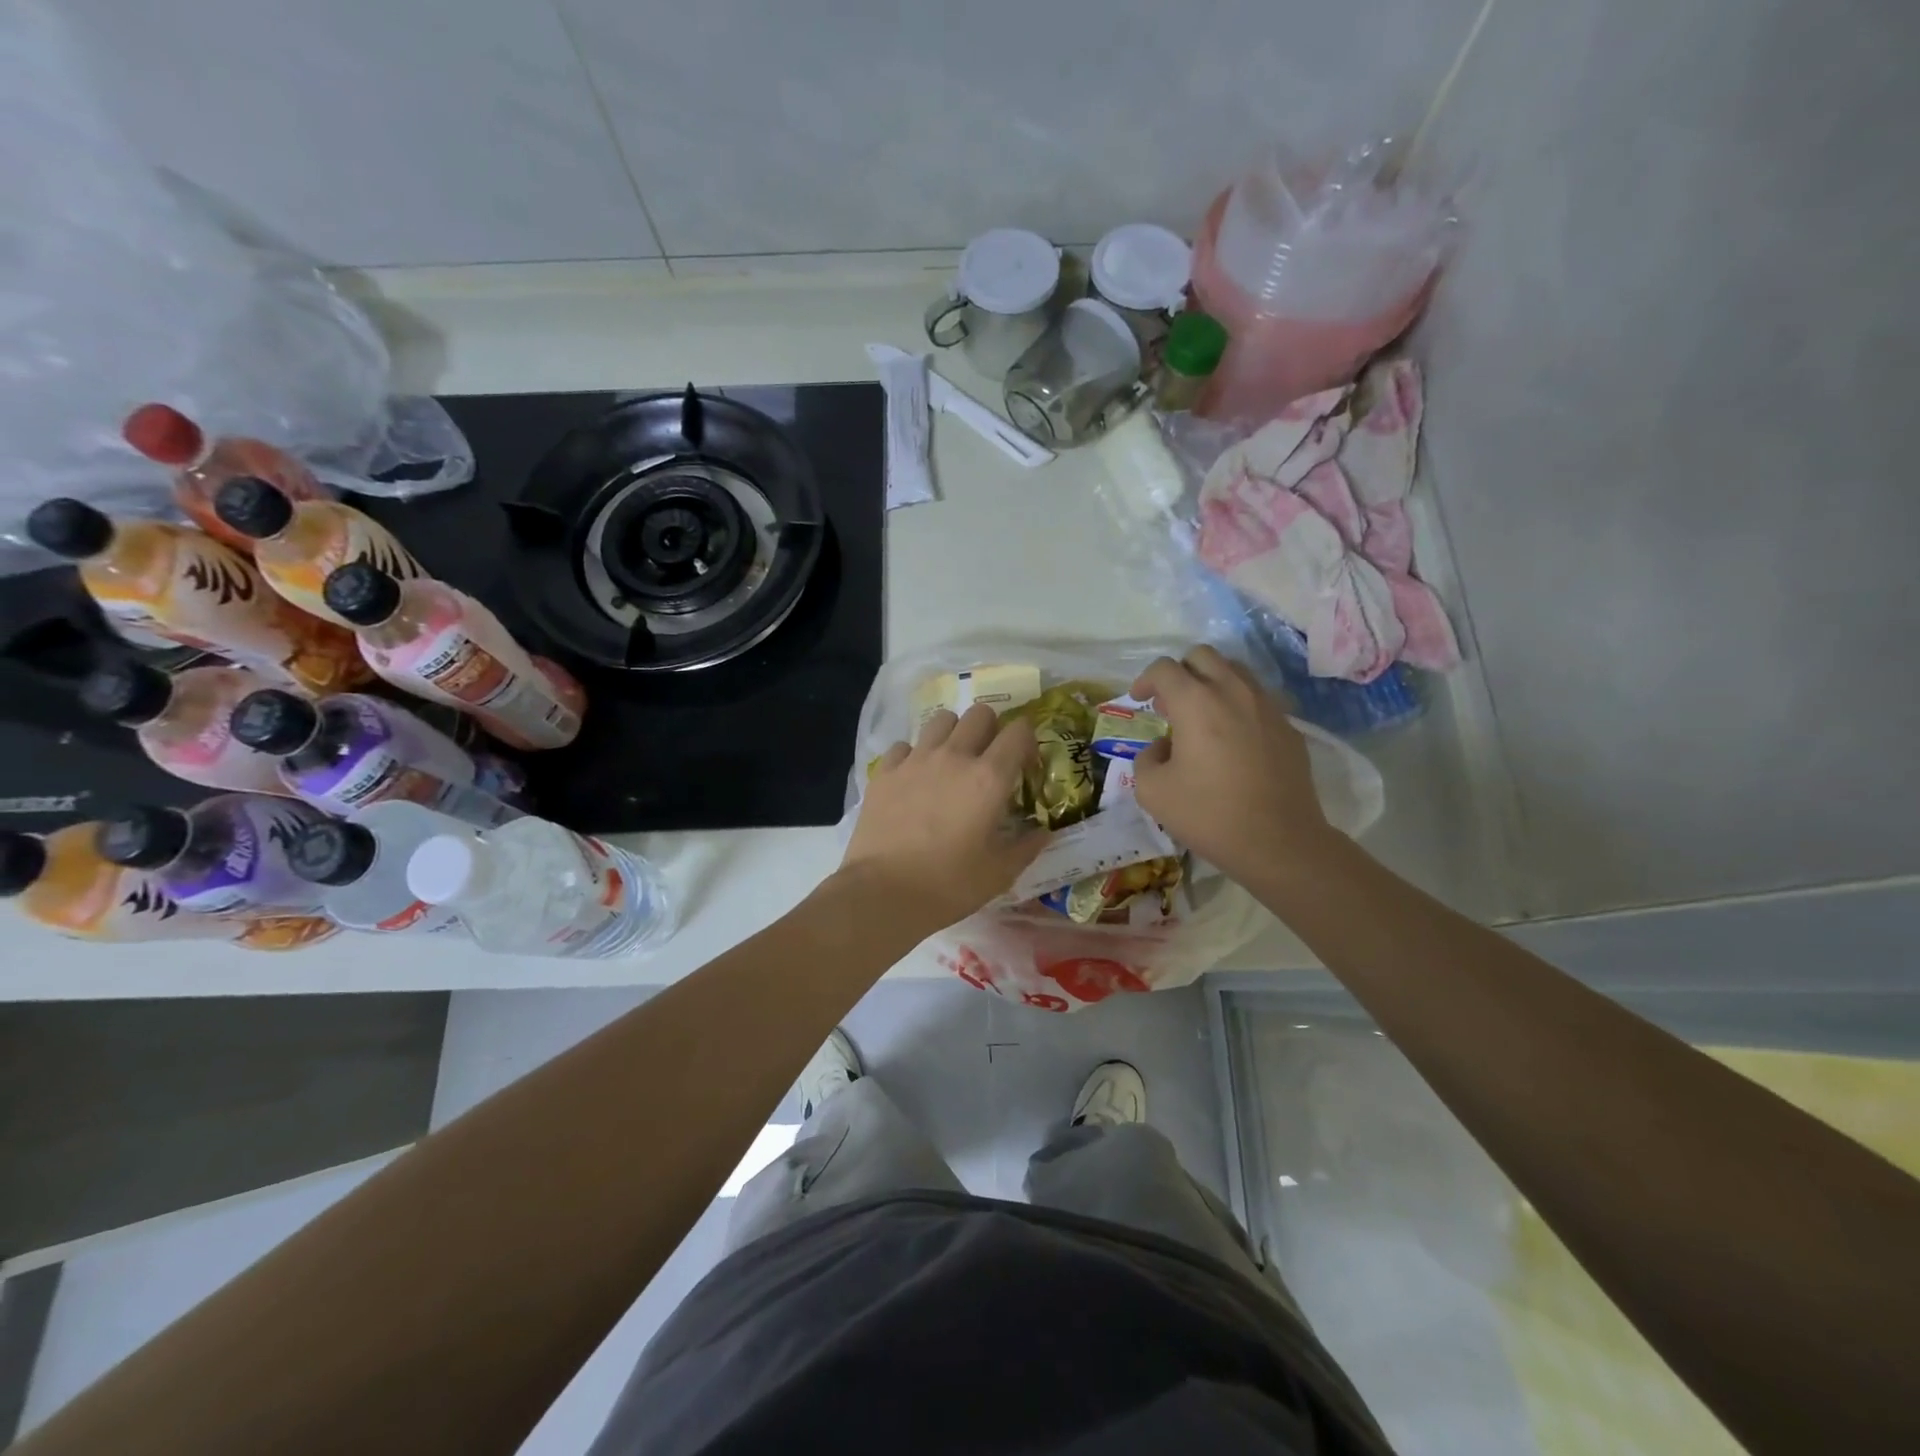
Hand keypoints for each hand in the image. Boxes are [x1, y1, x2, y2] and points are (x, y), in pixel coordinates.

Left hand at [840, 704, 1047, 932]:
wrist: (882, 894)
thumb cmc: (948, 885)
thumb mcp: (999, 873)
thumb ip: (1026, 847)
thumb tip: (1044, 833)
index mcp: (989, 778)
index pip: (1019, 731)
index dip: (1027, 740)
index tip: (1024, 763)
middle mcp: (954, 756)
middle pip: (980, 713)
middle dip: (991, 728)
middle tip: (988, 758)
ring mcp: (915, 760)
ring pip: (941, 720)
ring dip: (953, 733)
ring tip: (951, 762)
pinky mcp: (885, 771)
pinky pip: (904, 745)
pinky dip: (914, 755)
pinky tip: (914, 779)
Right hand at [1129, 646, 1331, 880]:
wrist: (1279, 842)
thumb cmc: (1209, 814)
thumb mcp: (1152, 791)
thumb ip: (1146, 758)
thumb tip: (1163, 747)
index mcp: (1196, 702)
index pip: (1165, 668)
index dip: (1145, 680)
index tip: (1139, 700)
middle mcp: (1233, 692)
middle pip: (1203, 656)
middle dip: (1180, 673)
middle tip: (1170, 705)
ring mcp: (1267, 707)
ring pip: (1235, 672)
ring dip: (1211, 684)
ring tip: (1201, 718)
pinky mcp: (1289, 727)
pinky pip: (1258, 700)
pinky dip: (1237, 707)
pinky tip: (1232, 741)